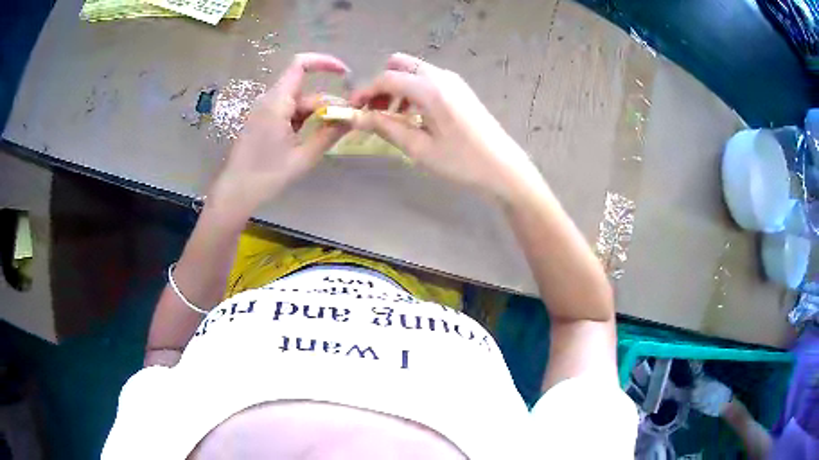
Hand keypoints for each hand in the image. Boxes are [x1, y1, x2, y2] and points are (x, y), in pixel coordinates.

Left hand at [212, 53, 349, 214]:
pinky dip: (304, 119)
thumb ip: (329, 134)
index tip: (345, 74)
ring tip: (334, 131)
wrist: (236, 192)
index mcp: (276, 103)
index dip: (324, 62)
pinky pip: (288, 112)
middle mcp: (269, 100)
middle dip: (328, 102)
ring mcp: (264, 111)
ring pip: (298, 102)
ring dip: (317, 113)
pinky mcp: (262, 121)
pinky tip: (314, 134)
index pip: (300, 65)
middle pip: (304, 90)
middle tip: (348, 120)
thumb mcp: (303, 157)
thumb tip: (353, 117)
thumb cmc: (267, 176)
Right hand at [349, 53, 541, 201]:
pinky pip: (428, 79)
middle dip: (381, 84)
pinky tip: (413, 116)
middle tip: (375, 110)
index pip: (386, 78)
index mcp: (430, 89)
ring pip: (414, 71)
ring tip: (392, 117)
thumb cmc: (462, 162)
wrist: (503, 168)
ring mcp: (453, 80)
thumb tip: (355, 117)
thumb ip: (386, 128)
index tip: (352, 109)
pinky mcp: (460, 89)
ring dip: (397, 87)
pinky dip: (413, 91)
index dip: (364, 92)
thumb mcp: (419, 148)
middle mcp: (441, 76)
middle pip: (400, 64)